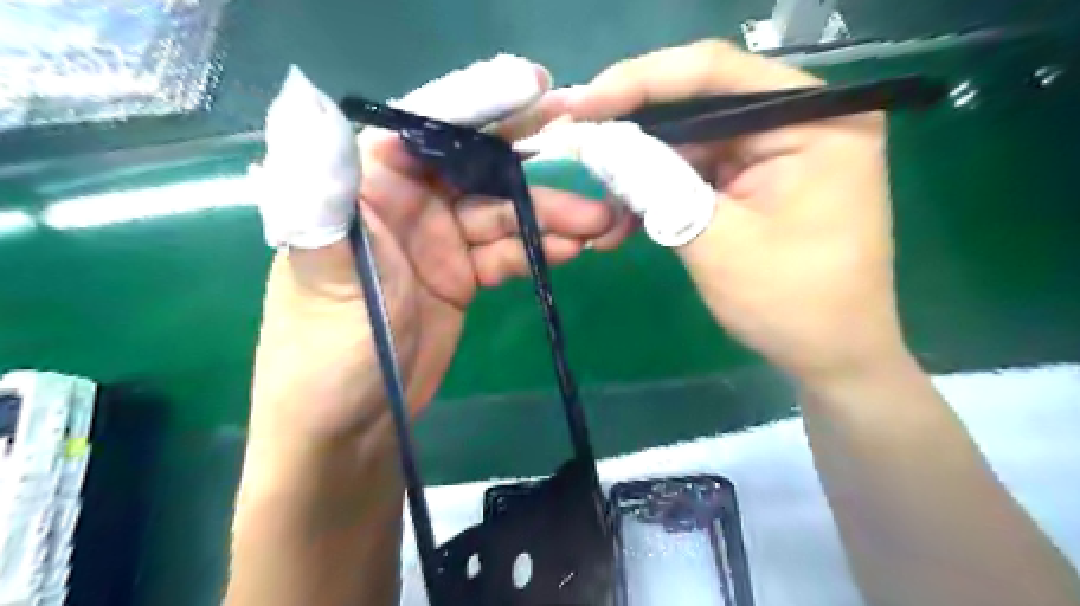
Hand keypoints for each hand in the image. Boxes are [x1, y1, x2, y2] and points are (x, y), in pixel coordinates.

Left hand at [249, 56, 634, 446]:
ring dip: (553, 218)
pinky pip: (509, 252)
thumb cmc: (325, 352)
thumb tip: (307, 106)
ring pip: (505, 216)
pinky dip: (542, 249)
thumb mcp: (321, 274)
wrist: (351, 426)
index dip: (481, 108)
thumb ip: (323, 198)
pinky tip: (574, 249)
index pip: (428, 129)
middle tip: (594, 182)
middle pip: (482, 173)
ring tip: (600, 225)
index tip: (539, 96)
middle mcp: (408, 203)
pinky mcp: (464, 276)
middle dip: (537, 176)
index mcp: (368, 186)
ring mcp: (441, 241)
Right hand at [552, 39, 903, 379]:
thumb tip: (597, 144)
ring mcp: (777, 151)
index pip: (715, 72)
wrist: (829, 355)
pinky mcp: (757, 179)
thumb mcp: (716, 241)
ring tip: (599, 205)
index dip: (640, 82)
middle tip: (577, 148)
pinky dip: (659, 193)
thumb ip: (657, 185)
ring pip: (689, 143)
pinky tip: (624, 220)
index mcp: (813, 120)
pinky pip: (696, 172)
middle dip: (632, 134)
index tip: (582, 105)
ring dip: (639, 174)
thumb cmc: (789, 303)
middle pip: (698, 105)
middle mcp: (798, 120)